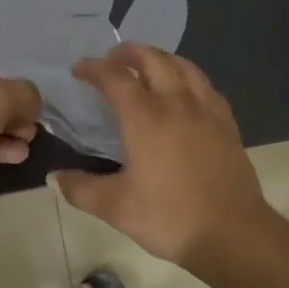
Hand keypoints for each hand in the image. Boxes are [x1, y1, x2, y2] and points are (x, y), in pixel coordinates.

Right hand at [52, 43, 273, 270]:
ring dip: (160, 58)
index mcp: (145, 119)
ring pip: (183, 65)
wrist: (233, 235)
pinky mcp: (227, 123)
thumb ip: (81, 189)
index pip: (115, 77)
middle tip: (112, 60)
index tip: (79, 71)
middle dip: (128, 52)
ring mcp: (206, 110)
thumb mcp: (116, 208)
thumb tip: (55, 177)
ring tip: (147, 66)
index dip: (94, 68)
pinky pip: (205, 84)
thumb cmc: (170, 218)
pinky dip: (187, 75)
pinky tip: (184, 90)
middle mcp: (176, 104)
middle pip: (152, 59)